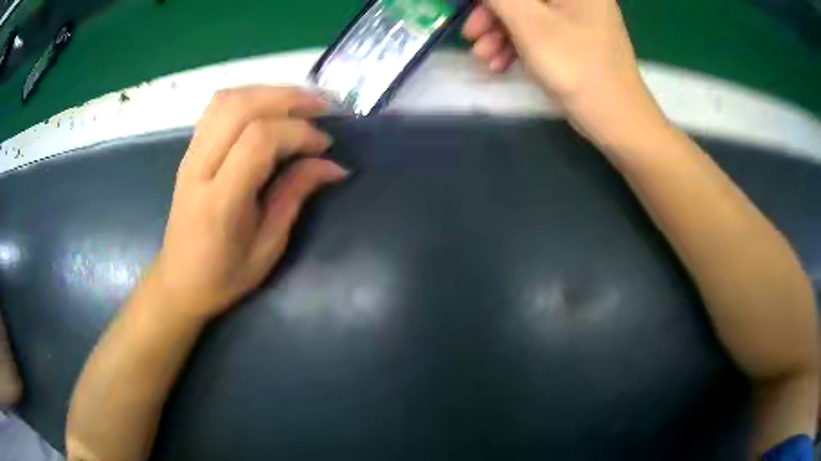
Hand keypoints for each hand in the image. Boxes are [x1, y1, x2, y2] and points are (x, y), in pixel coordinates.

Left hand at [149, 86, 347, 319]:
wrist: (179, 281)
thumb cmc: (224, 275)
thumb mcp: (267, 246)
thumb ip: (295, 196)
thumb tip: (333, 165)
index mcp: (221, 201)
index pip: (259, 139)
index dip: (298, 133)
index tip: (324, 146)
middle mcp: (199, 167)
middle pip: (241, 107)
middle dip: (288, 98)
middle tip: (322, 108)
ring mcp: (190, 154)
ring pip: (227, 99)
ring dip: (268, 91)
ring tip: (299, 104)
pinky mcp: (189, 150)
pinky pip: (216, 107)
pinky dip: (248, 97)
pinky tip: (268, 109)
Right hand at [462, 0, 667, 149]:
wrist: (616, 119)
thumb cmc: (577, 66)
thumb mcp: (530, 24)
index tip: (470, 7)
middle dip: (492, 14)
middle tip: (471, 35)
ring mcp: (577, 16)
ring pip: (527, 14)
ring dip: (499, 33)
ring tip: (483, 58)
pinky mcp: (574, 38)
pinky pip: (539, 30)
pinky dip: (517, 44)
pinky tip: (500, 64)